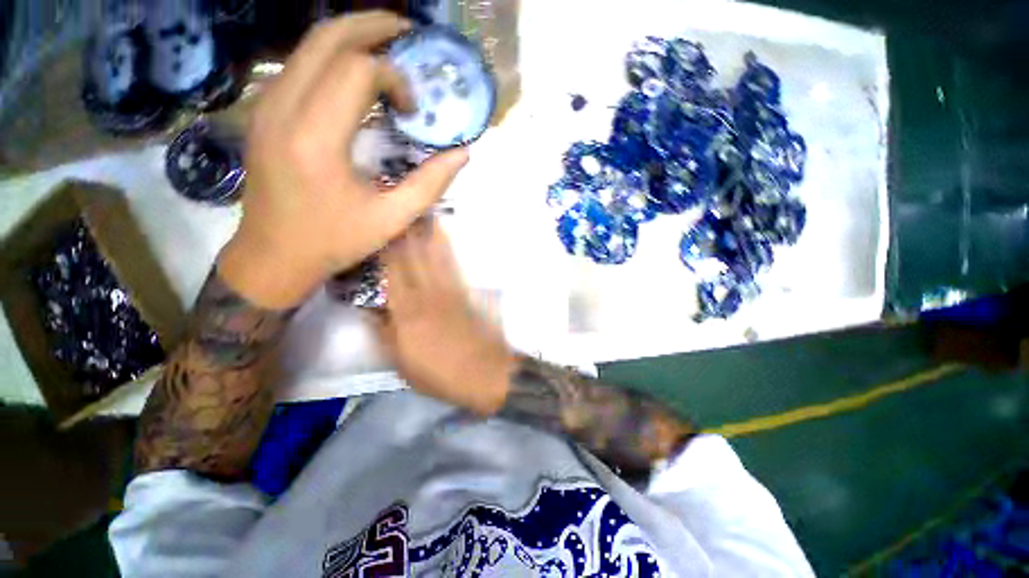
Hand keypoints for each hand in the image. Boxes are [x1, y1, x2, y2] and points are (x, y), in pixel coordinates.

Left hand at [220, 12, 469, 309]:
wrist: (273, 254)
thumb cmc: (334, 240)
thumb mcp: (392, 219)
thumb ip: (430, 184)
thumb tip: (461, 153)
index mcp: (316, 139)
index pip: (358, 71)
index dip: (395, 78)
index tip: (412, 109)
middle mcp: (284, 109)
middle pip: (326, 38)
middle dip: (373, 26)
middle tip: (408, 34)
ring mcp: (267, 106)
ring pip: (309, 46)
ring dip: (352, 38)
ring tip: (388, 48)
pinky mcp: (264, 112)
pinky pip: (299, 66)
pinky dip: (332, 58)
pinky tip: (356, 76)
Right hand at [377, 220, 514, 415]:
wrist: (485, 373)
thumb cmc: (441, 374)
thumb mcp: (403, 364)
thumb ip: (385, 335)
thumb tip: (370, 310)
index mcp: (408, 312)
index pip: (391, 273)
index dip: (384, 248)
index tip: (379, 227)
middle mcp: (428, 295)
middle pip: (413, 259)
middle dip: (405, 232)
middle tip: (398, 207)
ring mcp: (451, 292)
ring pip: (435, 257)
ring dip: (426, 233)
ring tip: (420, 211)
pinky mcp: (467, 294)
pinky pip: (454, 266)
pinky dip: (447, 249)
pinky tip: (444, 236)